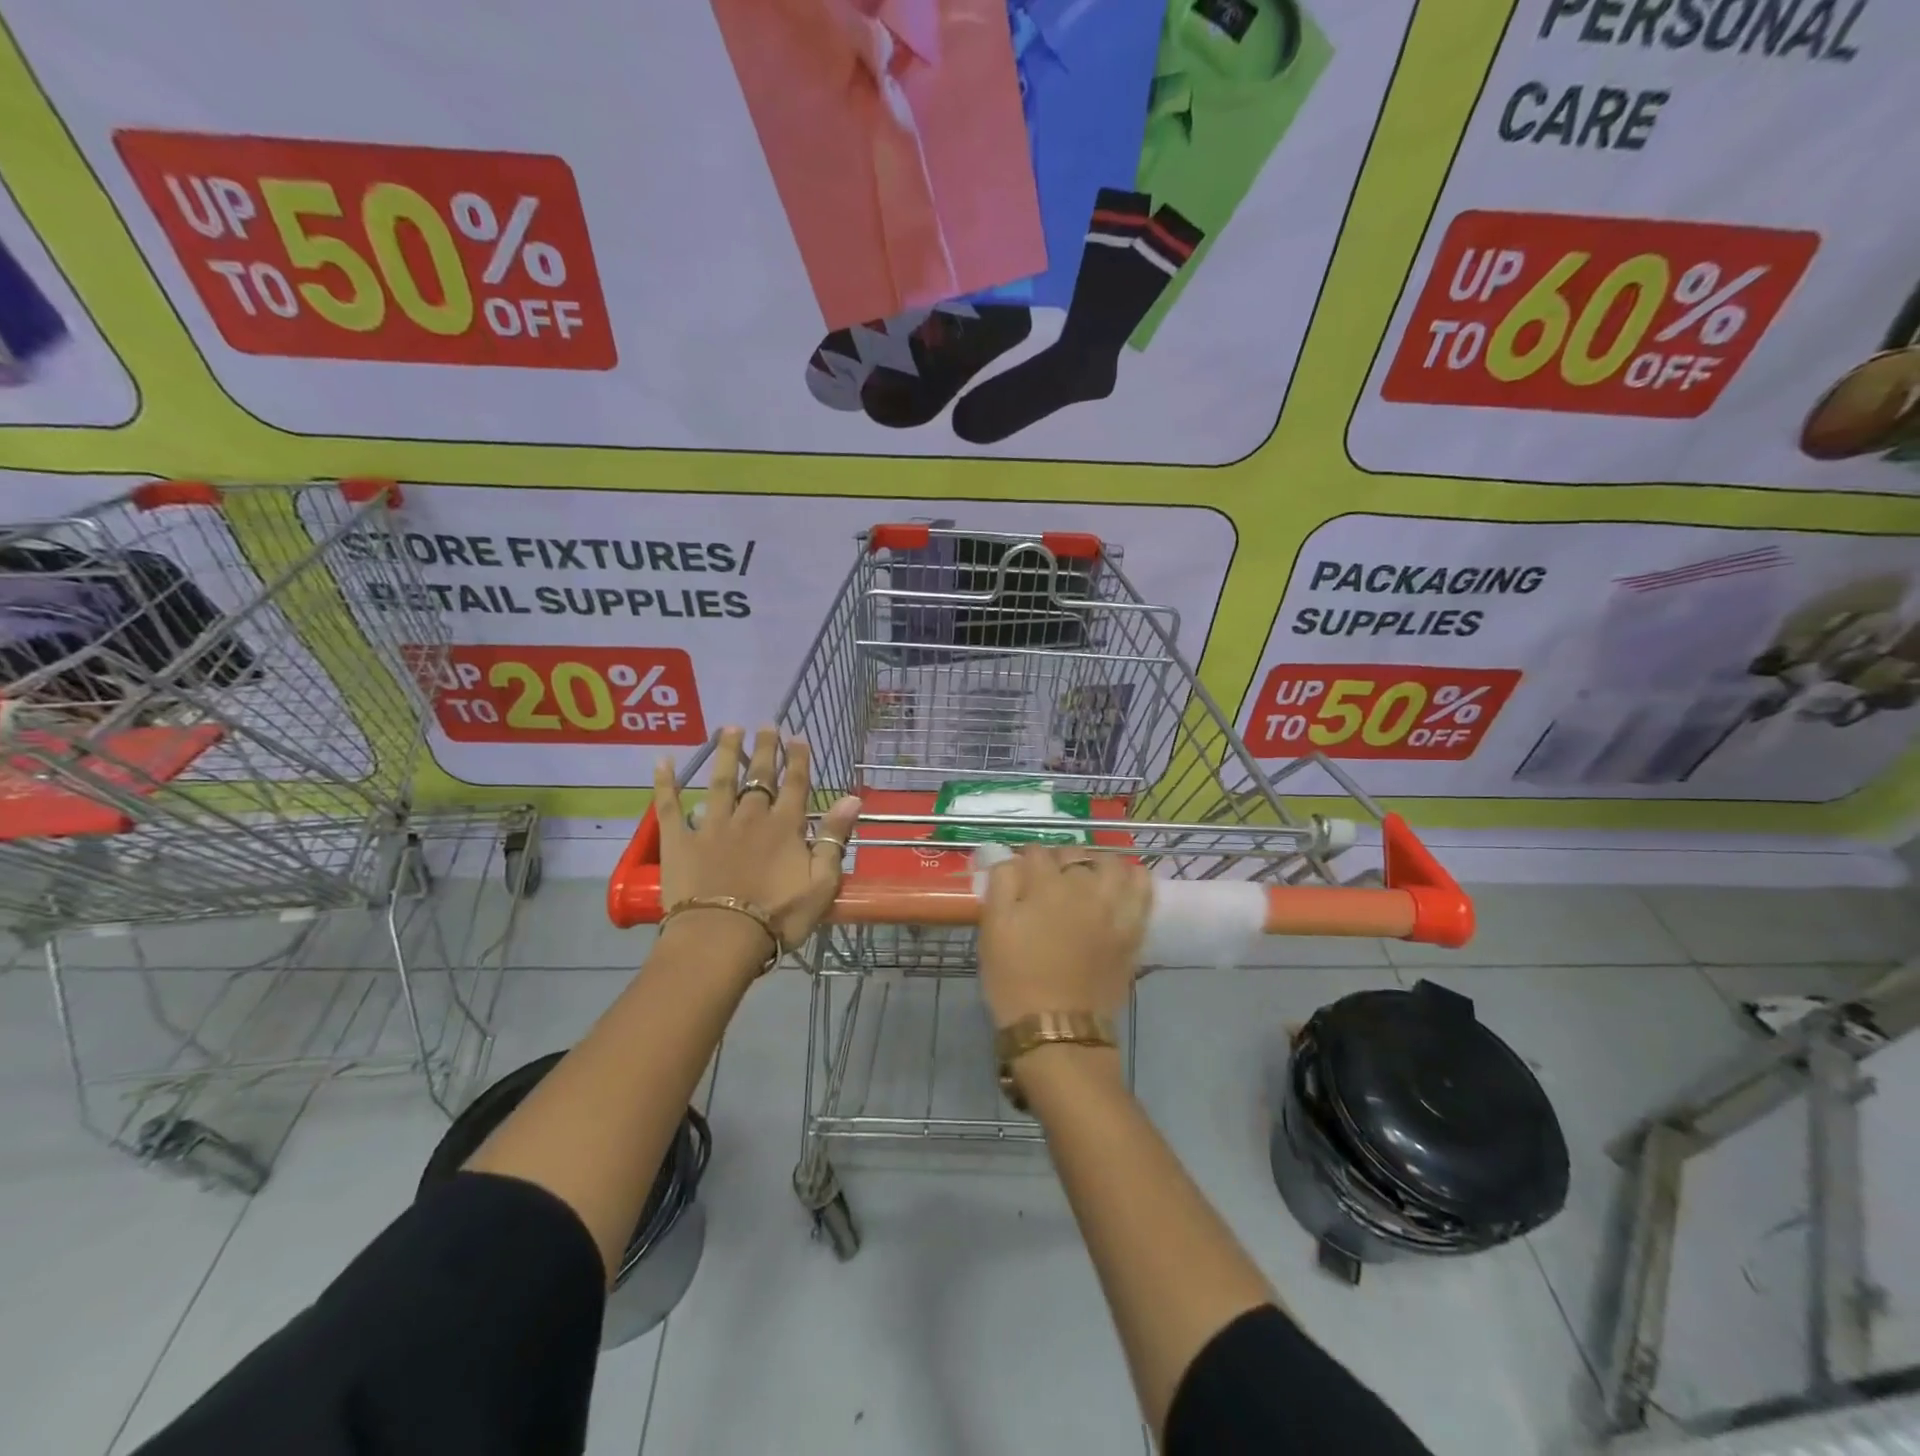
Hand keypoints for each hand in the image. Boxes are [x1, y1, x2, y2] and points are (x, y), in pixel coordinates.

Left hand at [653, 726, 861, 968]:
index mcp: (785, 827)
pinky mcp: (680, 842)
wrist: (721, 938)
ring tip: (728, 729)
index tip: (798, 737)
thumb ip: (834, 837)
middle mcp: (749, 817)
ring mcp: (712, 826)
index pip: (795, 784)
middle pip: (759, 776)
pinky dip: (665, 783)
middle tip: (765, 725)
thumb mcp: (822, 882)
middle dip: (765, 749)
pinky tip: (662, 761)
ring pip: (720, 781)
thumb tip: (852, 798)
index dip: (798, 760)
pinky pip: (670, 807)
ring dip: (726, 754)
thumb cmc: (778, 916)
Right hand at [977, 846, 1152, 1029]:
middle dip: (1057, 861)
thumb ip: (1001, 884)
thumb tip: (1011, 859)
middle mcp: (1084, 886)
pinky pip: (1143, 888)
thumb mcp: (993, 929)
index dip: (1024, 861)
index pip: (1035, 852)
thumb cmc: (1015, 979)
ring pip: (1111, 863)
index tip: (1018, 876)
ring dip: (1096, 864)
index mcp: (1045, 885)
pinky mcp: (1133, 928)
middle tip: (1047, 882)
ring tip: (1086, 880)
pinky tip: (1120, 886)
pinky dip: (1133, 879)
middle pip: (1073, 853)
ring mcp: (1113, 906)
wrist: (1057, 1028)